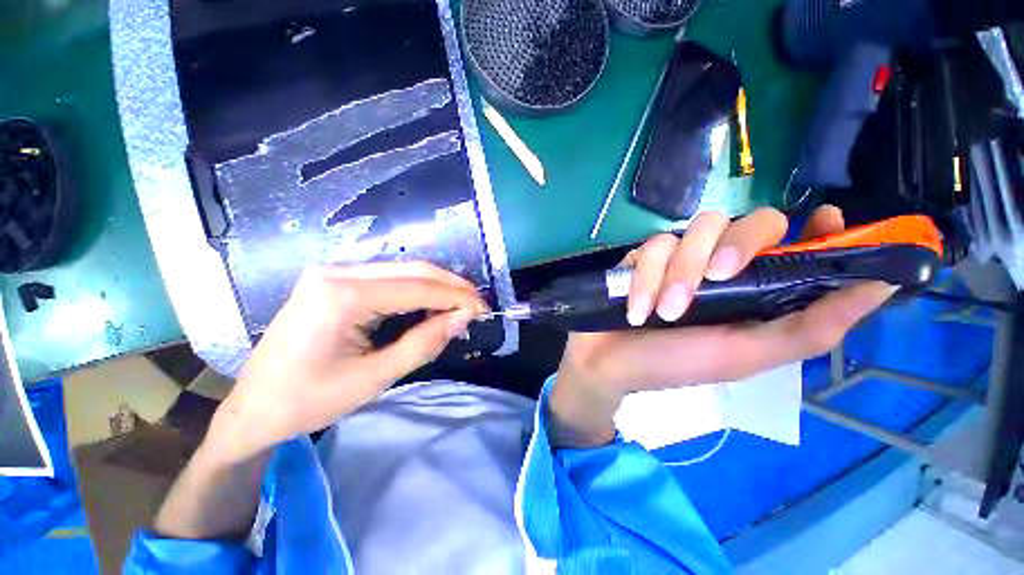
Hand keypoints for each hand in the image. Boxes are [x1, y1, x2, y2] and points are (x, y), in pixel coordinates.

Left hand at [209, 262, 487, 459]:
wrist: (253, 407)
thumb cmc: (309, 400)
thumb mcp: (374, 378)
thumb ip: (424, 343)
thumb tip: (462, 318)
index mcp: (342, 295)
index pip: (417, 287)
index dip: (456, 297)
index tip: (483, 310)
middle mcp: (338, 272)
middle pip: (413, 270)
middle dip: (451, 286)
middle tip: (477, 305)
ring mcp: (333, 273)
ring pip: (403, 271)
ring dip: (437, 287)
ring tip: (460, 306)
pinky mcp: (334, 281)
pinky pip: (388, 279)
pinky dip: (417, 291)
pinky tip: (430, 305)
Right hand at [549, 206, 897, 446]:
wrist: (609, 362)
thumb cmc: (676, 365)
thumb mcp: (746, 356)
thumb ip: (810, 328)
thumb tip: (881, 289)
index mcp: (753, 291)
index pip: (795, 242)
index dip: (816, 227)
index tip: (825, 219)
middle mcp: (719, 266)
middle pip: (746, 221)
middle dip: (734, 244)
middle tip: (717, 277)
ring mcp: (678, 258)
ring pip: (694, 230)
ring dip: (679, 271)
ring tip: (664, 311)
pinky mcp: (643, 257)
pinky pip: (652, 246)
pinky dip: (646, 278)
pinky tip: (637, 308)